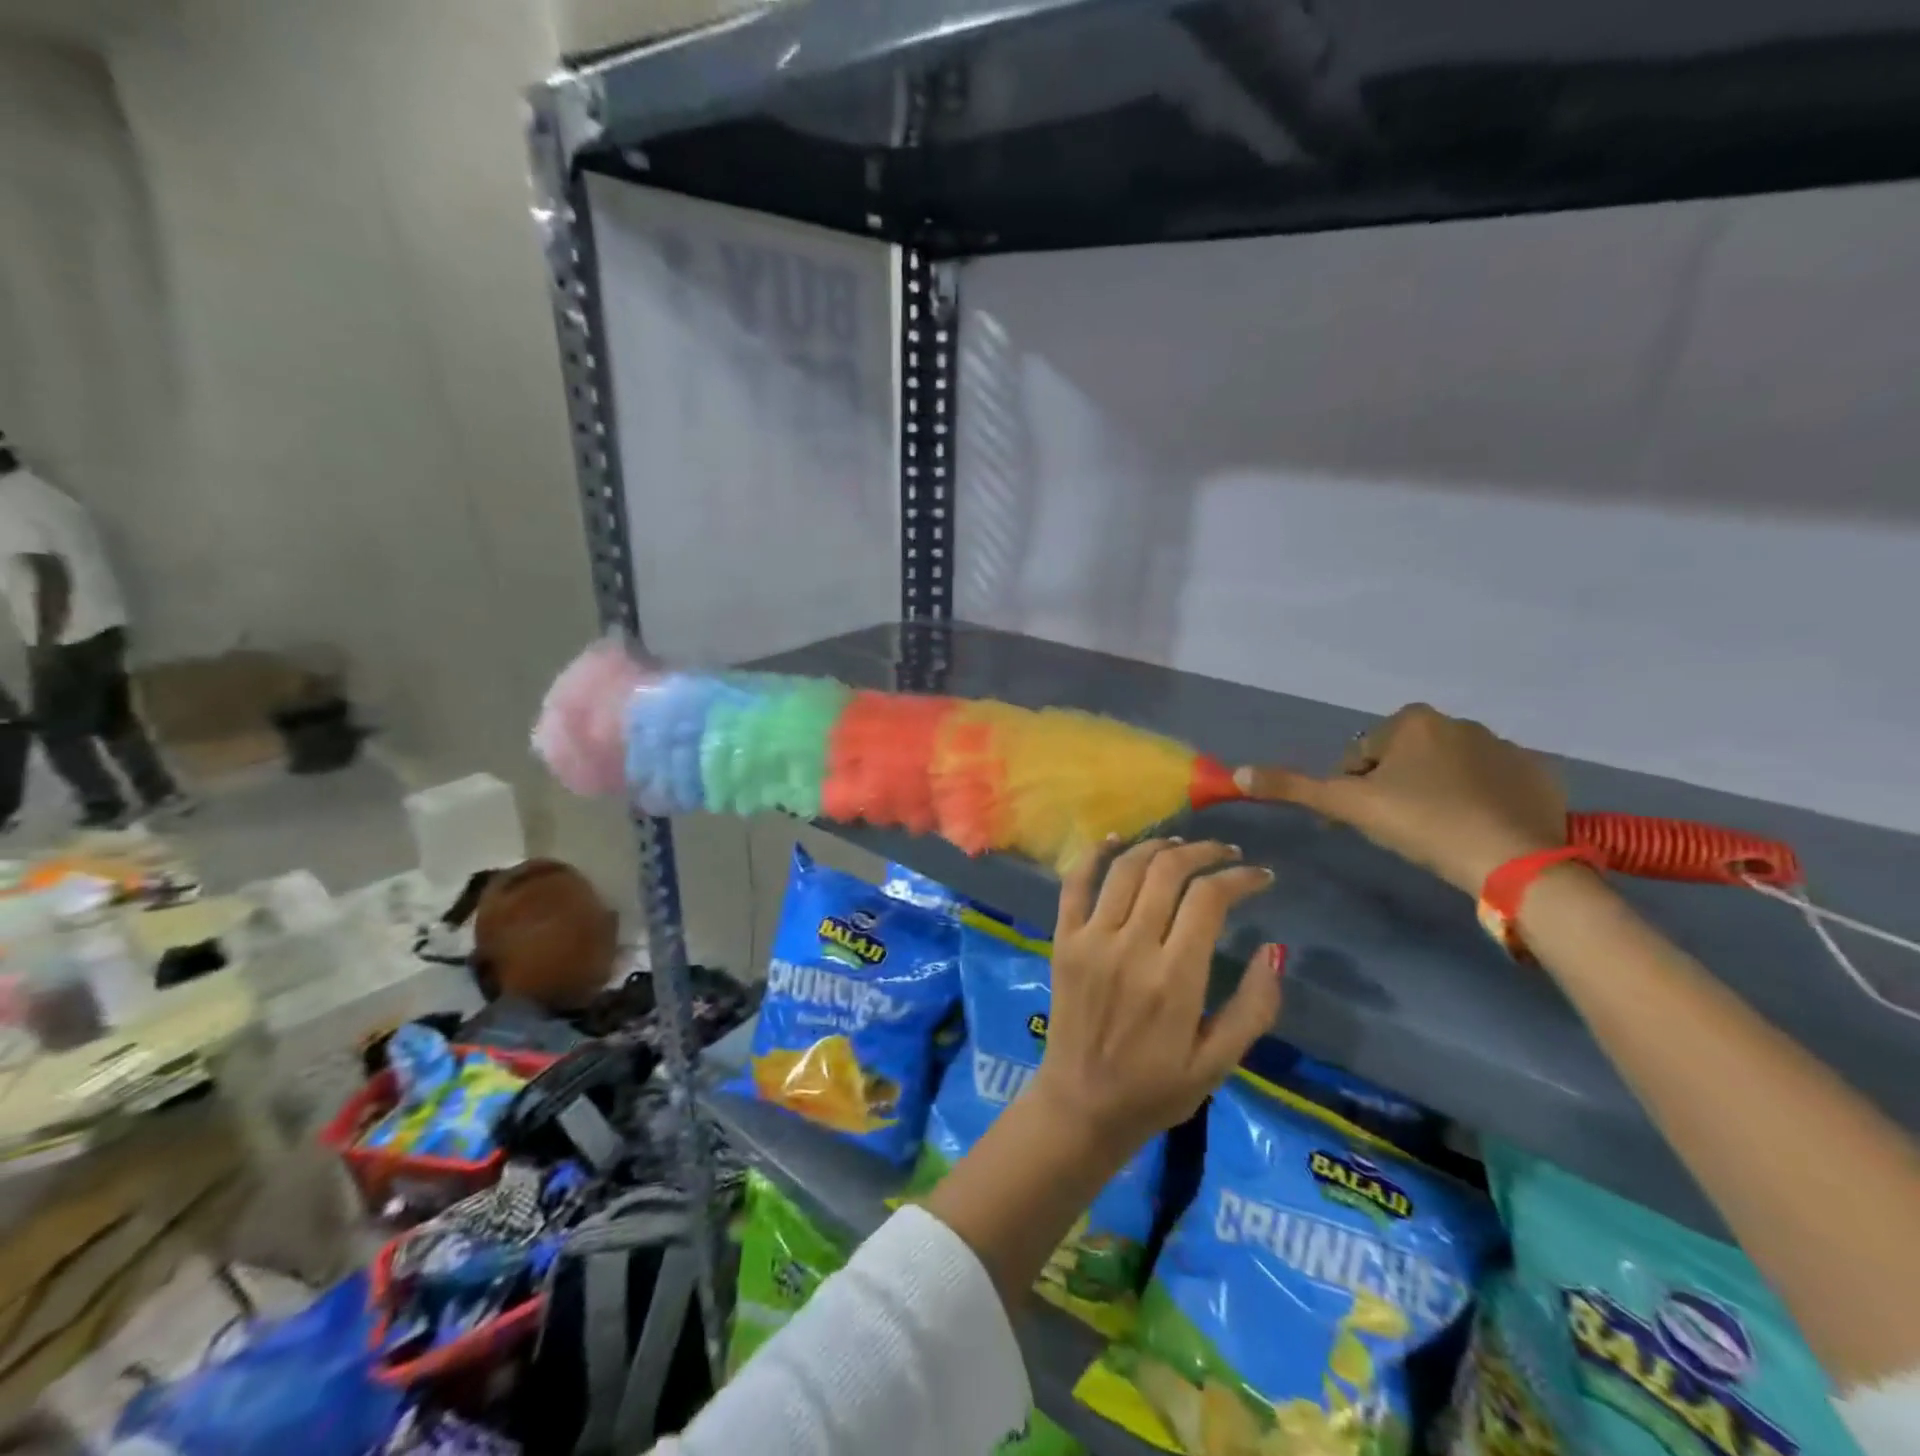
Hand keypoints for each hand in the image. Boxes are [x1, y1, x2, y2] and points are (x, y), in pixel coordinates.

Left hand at [1030, 838, 1283, 1156]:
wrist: (1081, 1105)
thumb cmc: (1156, 1090)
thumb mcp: (1218, 1063)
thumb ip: (1253, 1008)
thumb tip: (1275, 950)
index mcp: (1174, 978)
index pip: (1208, 899)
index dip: (1239, 878)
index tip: (1260, 876)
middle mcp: (1130, 946)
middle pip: (1167, 871)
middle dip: (1203, 852)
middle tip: (1225, 854)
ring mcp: (1091, 939)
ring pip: (1126, 868)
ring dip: (1157, 846)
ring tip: (1182, 845)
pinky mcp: (1063, 939)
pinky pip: (1075, 883)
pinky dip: (1096, 854)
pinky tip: (1117, 840)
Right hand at [1235, 704, 1566, 894]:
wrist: (1514, 860)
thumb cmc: (1421, 823)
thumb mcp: (1349, 806)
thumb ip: (1294, 787)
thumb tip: (1237, 772)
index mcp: (1412, 721)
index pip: (1361, 755)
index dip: (1352, 789)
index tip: (1360, 821)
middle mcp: (1460, 722)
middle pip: (1405, 759)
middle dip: (1394, 786)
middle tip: (1396, 828)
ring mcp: (1506, 747)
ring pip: (1448, 769)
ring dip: (1435, 792)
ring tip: (1436, 833)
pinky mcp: (1540, 774)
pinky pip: (1495, 783)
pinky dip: (1481, 800)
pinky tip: (1476, 830)